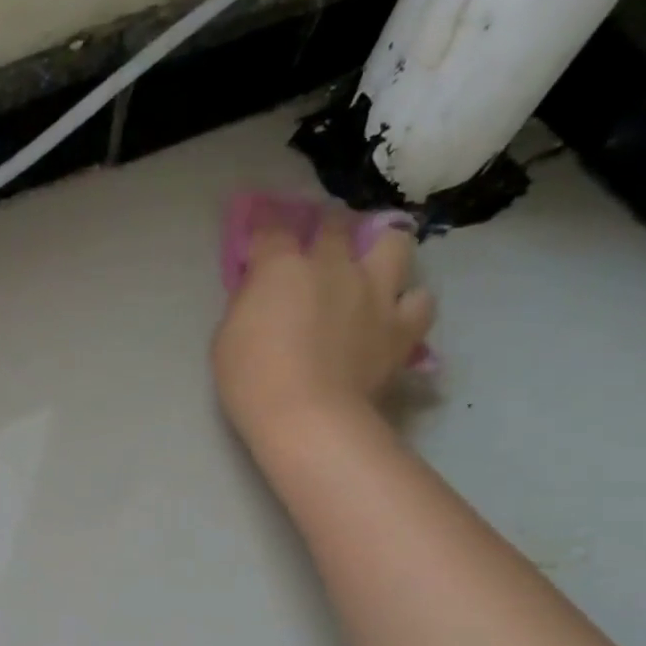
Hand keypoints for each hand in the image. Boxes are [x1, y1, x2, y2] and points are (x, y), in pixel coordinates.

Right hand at [211, 207, 434, 453]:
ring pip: (393, 244)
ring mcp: (375, 292)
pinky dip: (408, 303)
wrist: (307, 419)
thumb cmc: (252, 382)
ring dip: (380, 250)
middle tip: (316, 248)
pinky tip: (394, 314)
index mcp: (283, 267)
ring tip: (370, 269)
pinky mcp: (402, 326)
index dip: (264, 232)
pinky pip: (419, 301)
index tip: (258, 245)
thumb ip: (246, 304)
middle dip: (323, 229)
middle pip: (334, 225)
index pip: (272, 230)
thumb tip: (258, 290)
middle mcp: (334, 266)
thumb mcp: (226, 339)